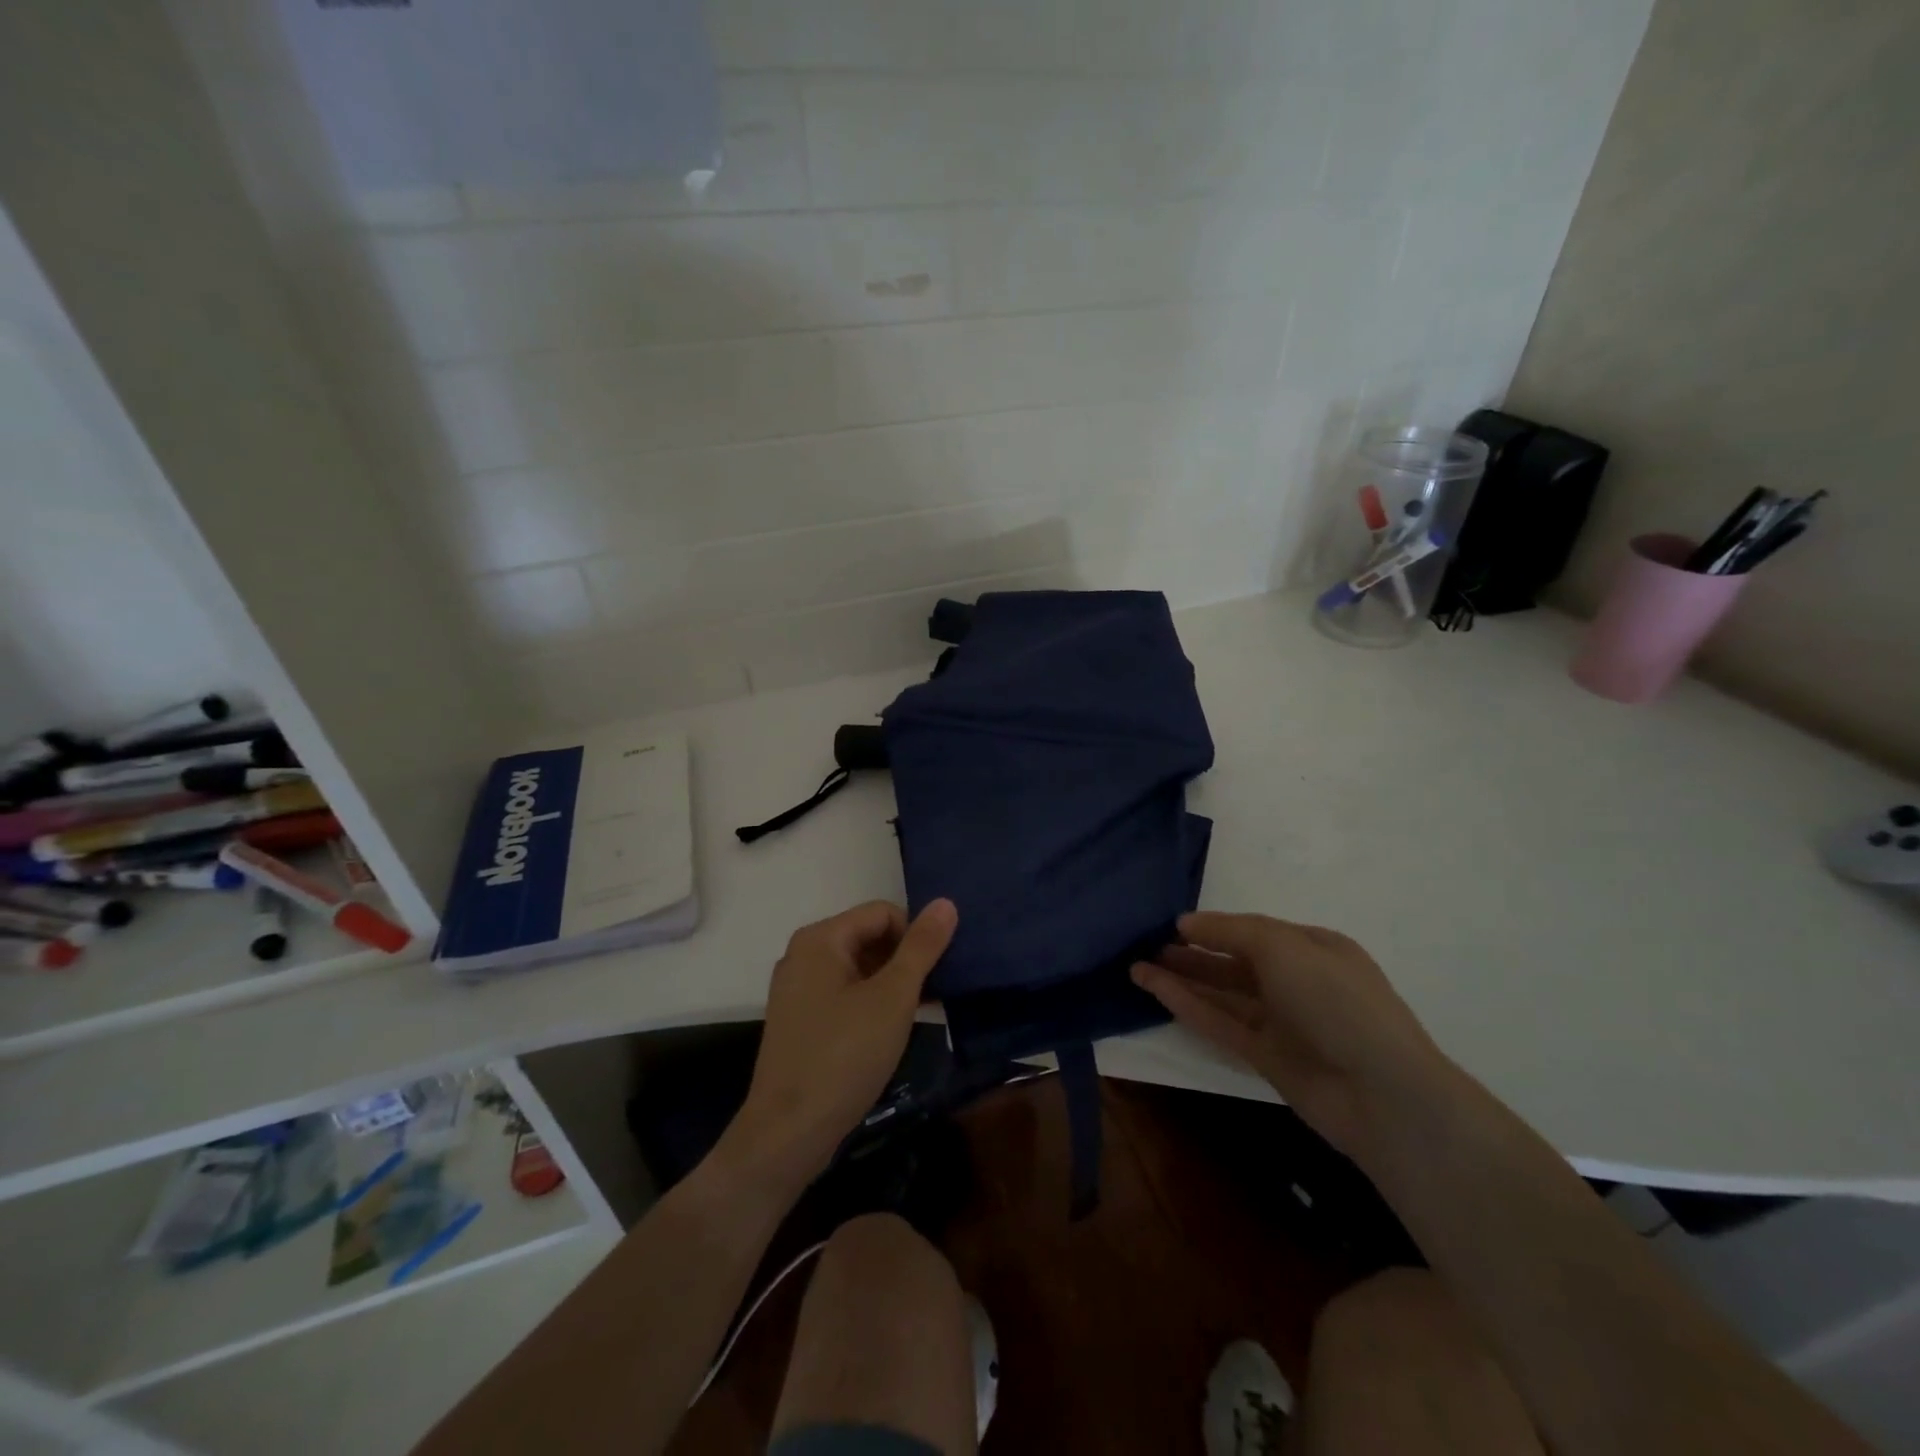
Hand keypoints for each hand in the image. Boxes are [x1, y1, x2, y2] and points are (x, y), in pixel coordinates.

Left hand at [727, 898, 957, 1185]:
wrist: (788, 1132)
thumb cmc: (845, 1055)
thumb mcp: (893, 998)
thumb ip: (922, 948)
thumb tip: (945, 902)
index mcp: (821, 939)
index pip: (883, 913)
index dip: (916, 935)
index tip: (941, 970)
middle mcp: (804, 955)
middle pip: (868, 937)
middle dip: (906, 959)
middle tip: (936, 992)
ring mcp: (798, 989)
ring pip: (859, 968)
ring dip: (893, 983)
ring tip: (924, 1011)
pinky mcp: (800, 1020)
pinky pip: (844, 994)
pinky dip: (872, 1003)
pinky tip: (896, 1029)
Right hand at [1132, 911, 1455, 1157]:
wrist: (1381, 1092)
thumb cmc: (1336, 1001)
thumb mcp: (1285, 947)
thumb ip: (1233, 930)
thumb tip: (1187, 923)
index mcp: (1312, 948)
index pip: (1254, 930)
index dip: (1213, 926)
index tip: (1170, 924)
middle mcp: (1297, 981)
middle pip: (1234, 961)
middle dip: (1193, 952)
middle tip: (1147, 945)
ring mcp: (1282, 1022)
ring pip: (1223, 993)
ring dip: (1183, 979)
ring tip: (1137, 966)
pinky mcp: (1267, 1057)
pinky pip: (1221, 1024)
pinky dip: (1189, 1006)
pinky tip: (1156, 991)